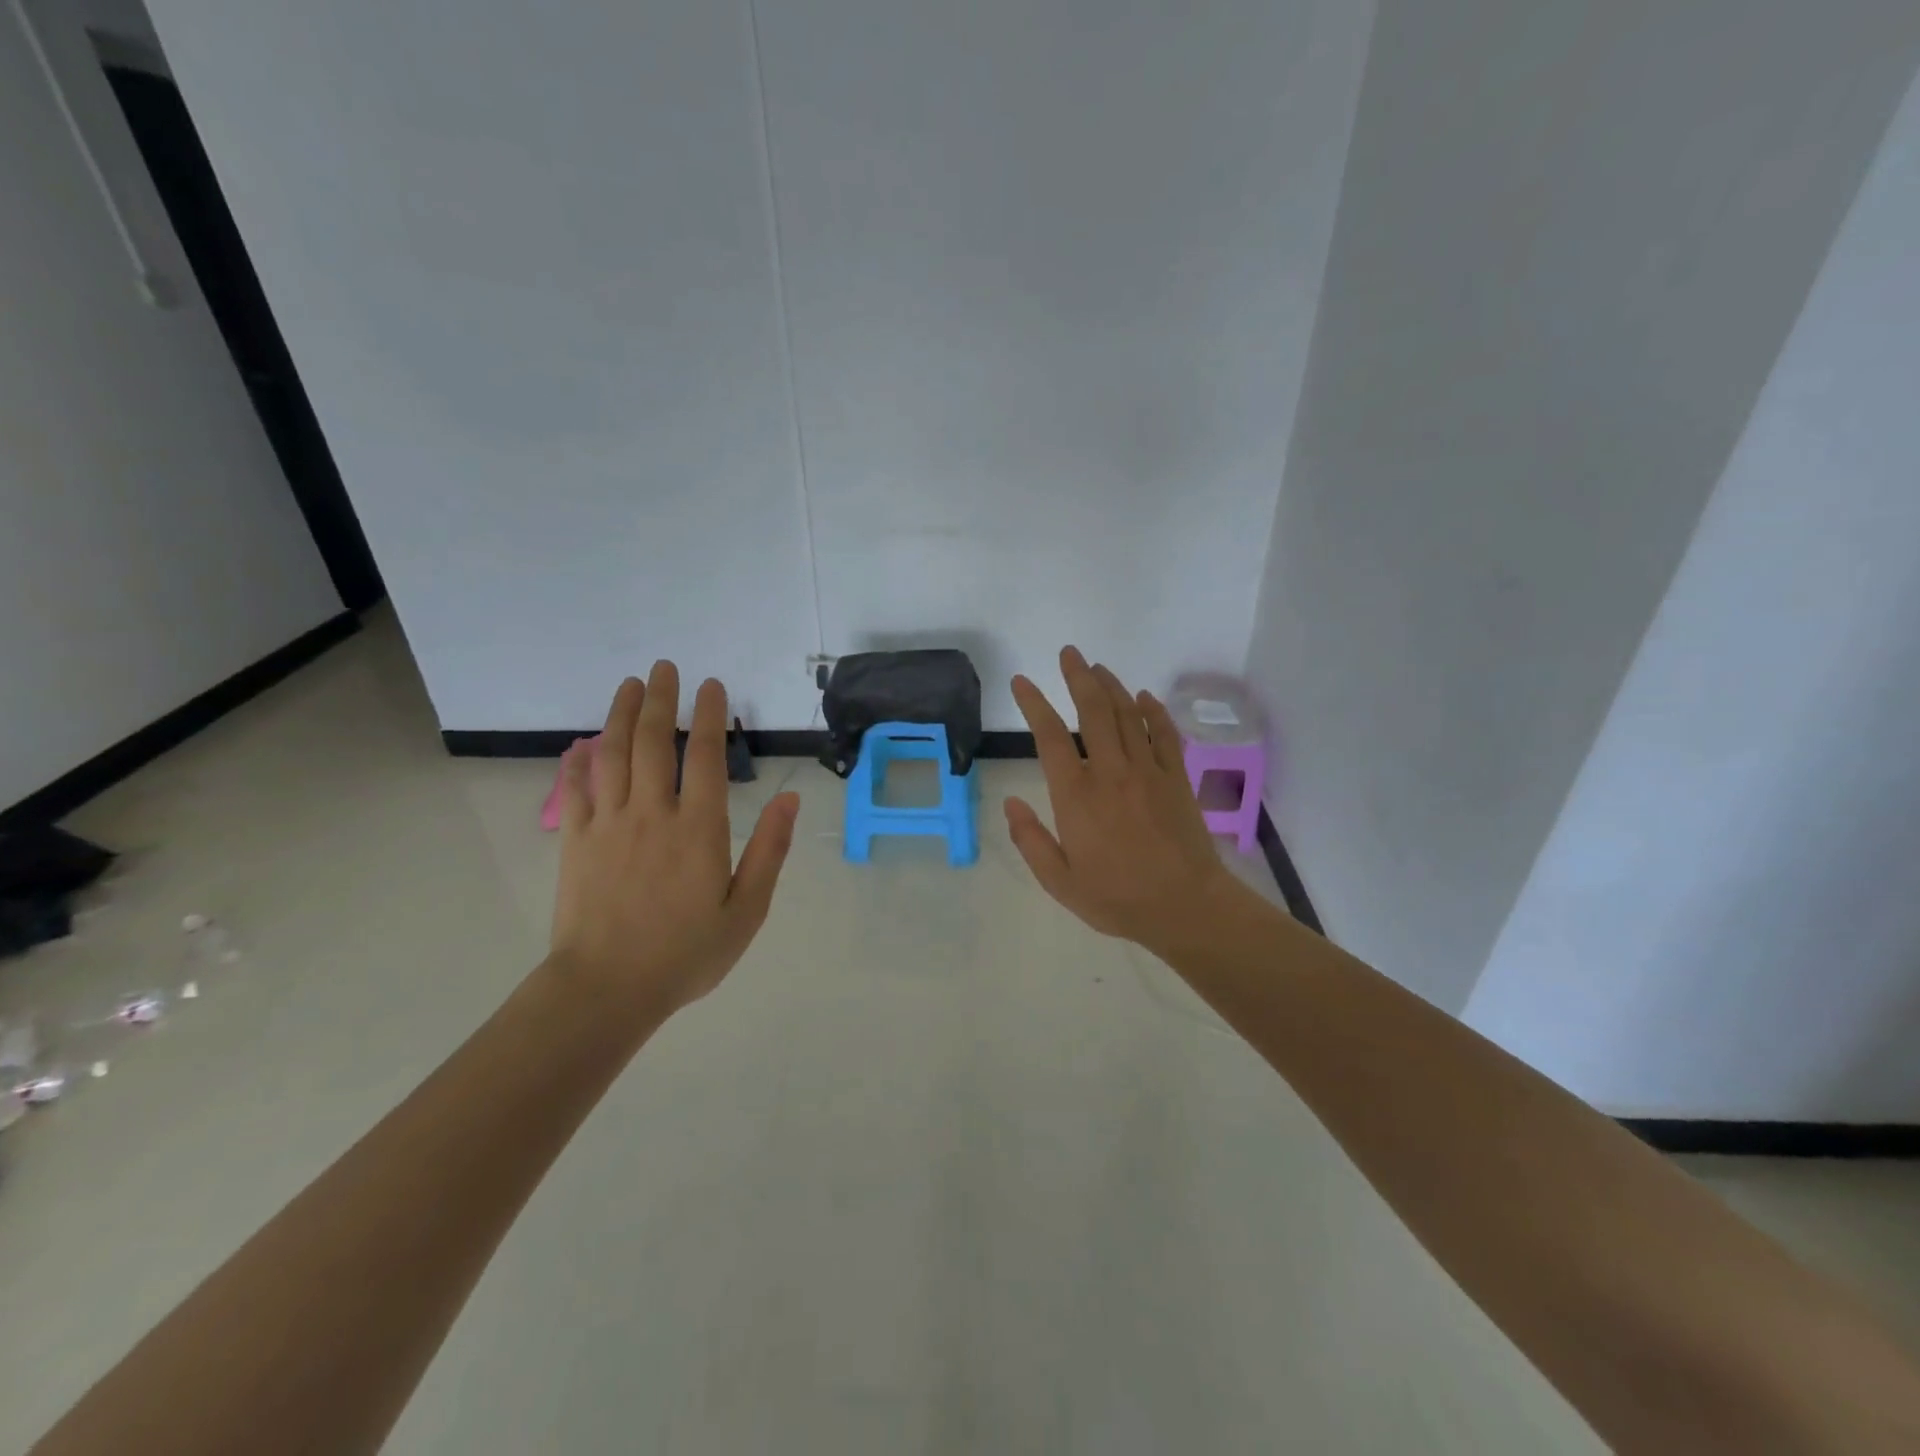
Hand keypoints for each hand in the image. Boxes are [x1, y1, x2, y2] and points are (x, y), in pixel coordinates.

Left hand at [549, 661, 799, 1016]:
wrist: (606, 991)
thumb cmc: (686, 953)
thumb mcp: (747, 909)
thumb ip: (769, 850)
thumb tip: (790, 799)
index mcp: (698, 828)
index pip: (703, 756)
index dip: (708, 715)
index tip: (711, 685)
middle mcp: (652, 814)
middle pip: (652, 742)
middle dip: (660, 699)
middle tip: (664, 667)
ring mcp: (608, 825)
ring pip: (612, 756)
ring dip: (620, 715)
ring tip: (629, 685)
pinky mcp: (575, 843)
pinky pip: (575, 791)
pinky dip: (578, 761)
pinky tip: (582, 743)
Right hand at [1006, 647, 1252, 956]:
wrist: (1186, 907)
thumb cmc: (1117, 898)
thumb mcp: (1060, 881)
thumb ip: (1031, 840)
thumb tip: (1011, 804)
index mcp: (1076, 796)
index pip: (1049, 737)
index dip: (1033, 704)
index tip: (1022, 682)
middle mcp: (1110, 772)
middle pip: (1093, 711)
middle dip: (1078, 677)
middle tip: (1069, 653)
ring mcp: (1148, 771)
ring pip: (1127, 715)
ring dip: (1111, 686)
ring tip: (1097, 668)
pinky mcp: (1176, 778)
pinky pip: (1164, 734)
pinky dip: (1153, 712)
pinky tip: (1145, 697)